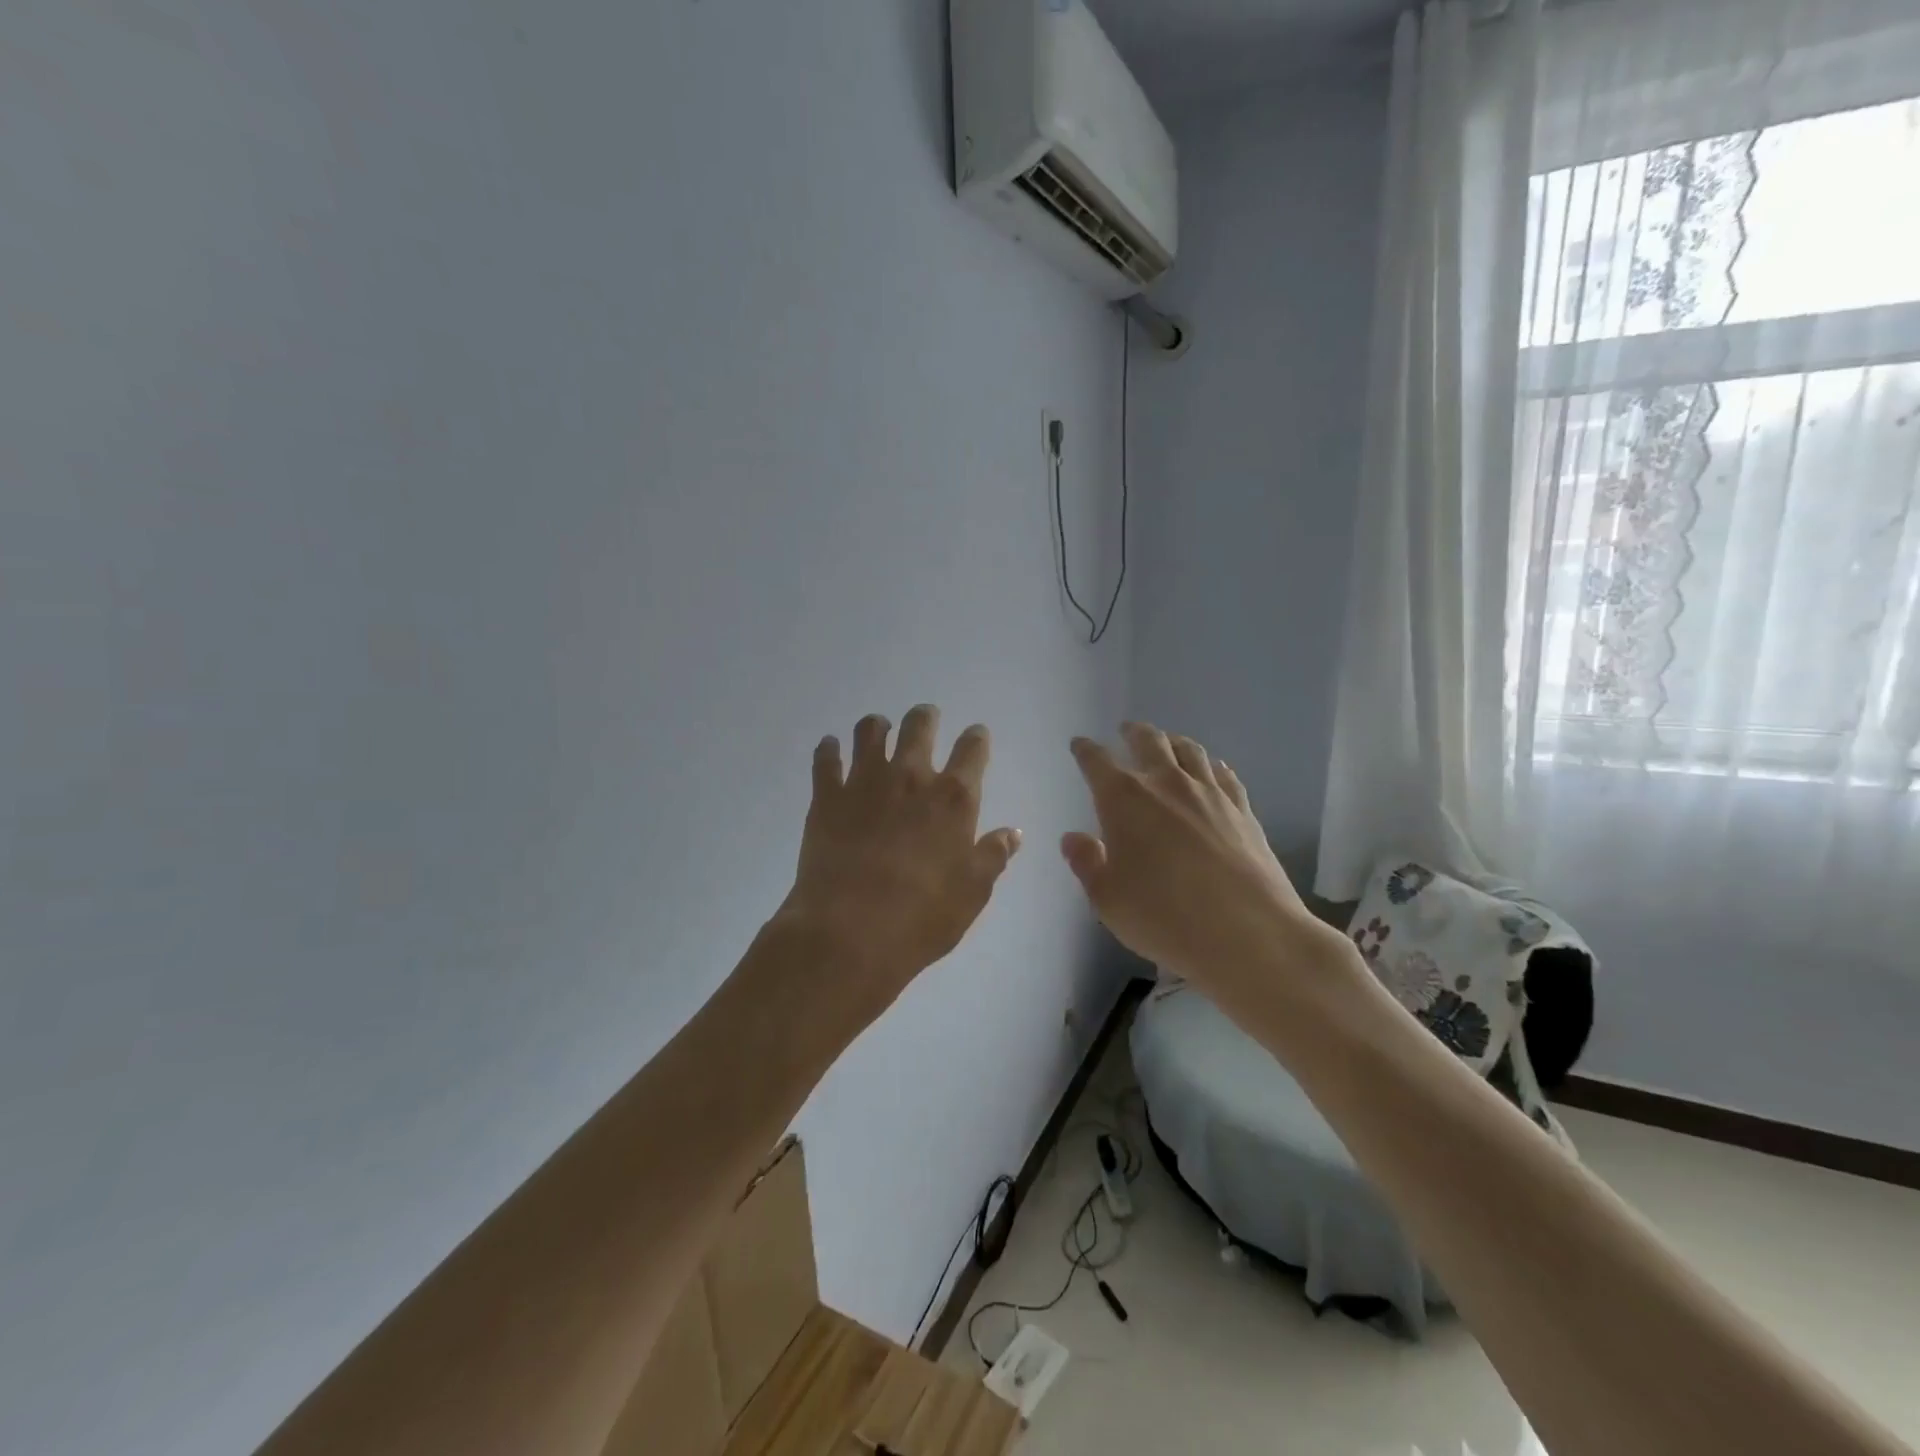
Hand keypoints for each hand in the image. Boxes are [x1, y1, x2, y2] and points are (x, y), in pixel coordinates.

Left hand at [774, 705, 1021, 1033]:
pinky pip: (825, 759)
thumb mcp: (972, 893)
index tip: (976, 734)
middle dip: (925, 717)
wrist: (849, 933)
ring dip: (877, 726)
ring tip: (879, 728)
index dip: (976, 738)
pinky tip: (830, 747)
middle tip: (926, 718)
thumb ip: (993, 856)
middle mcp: (910, 777)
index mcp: (953, 798)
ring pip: (870, 731)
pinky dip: (828, 749)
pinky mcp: (826, 797)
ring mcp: (864, 782)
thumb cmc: (922, 917)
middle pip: (919, 727)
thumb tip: (1012, 832)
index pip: (972, 751)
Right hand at [1062, 723, 1330, 991]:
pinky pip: (1224, 773)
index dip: (1085, 751)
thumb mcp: (1108, 899)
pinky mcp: (1242, 809)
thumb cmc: (1164, 917)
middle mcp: (1166, 783)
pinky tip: (1212, 770)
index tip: (1079, 744)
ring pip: (1190, 750)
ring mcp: (1210, 793)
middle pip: (1149, 741)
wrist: (1249, 933)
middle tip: (1126, 730)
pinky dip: (1211, 764)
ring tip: (1168, 742)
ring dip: (1173, 741)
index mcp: (1124, 799)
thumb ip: (1087, 863)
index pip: (1097, 762)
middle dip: (1133, 733)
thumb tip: (1074, 837)